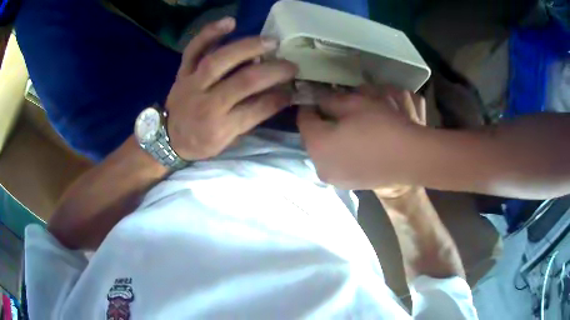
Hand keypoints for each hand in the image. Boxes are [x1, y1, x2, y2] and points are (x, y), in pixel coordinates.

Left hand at [166, 17, 297, 159]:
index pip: (255, 109)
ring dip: (247, 47)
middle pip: (242, 82)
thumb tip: (281, 95)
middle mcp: (206, 103)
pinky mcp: (183, 71)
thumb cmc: (201, 141)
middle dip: (271, 71)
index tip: (294, 88)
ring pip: (219, 60)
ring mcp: (192, 83)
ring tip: (270, 41)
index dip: (279, 98)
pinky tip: (230, 22)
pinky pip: (194, 48)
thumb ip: (252, 117)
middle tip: (290, 64)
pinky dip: (210, 33)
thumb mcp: (227, 140)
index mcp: (219, 127)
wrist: (168, 137)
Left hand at [298, 85, 426, 190]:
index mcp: (316, 145)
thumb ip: (330, 100)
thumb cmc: (381, 126)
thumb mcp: (354, 103)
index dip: (309, 105)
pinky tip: (355, 145)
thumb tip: (320, 100)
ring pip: (324, 153)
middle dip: (320, 123)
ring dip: (330, 139)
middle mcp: (319, 166)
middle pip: (312, 139)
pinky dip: (339, 153)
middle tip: (334, 110)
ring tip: (347, 127)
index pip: (303, 120)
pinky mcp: (348, 186)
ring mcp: (334, 179)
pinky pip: (336, 164)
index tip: (317, 96)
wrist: (411, 158)